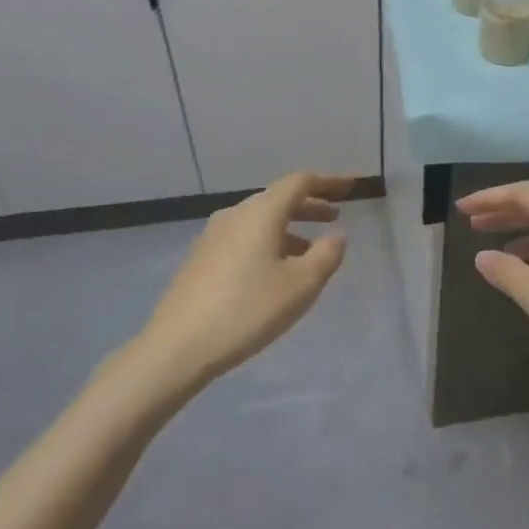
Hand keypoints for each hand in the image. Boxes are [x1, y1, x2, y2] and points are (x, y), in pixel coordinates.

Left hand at [132, 171, 351, 387]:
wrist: (177, 347)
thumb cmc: (247, 310)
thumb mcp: (301, 286)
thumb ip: (326, 256)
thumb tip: (337, 235)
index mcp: (261, 213)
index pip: (300, 182)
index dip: (328, 182)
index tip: (351, 186)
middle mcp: (235, 215)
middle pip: (278, 198)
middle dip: (309, 206)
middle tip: (334, 218)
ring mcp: (213, 236)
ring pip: (260, 220)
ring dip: (289, 228)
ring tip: (310, 252)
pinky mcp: (201, 258)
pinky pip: (244, 237)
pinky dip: (268, 242)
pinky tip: (274, 271)